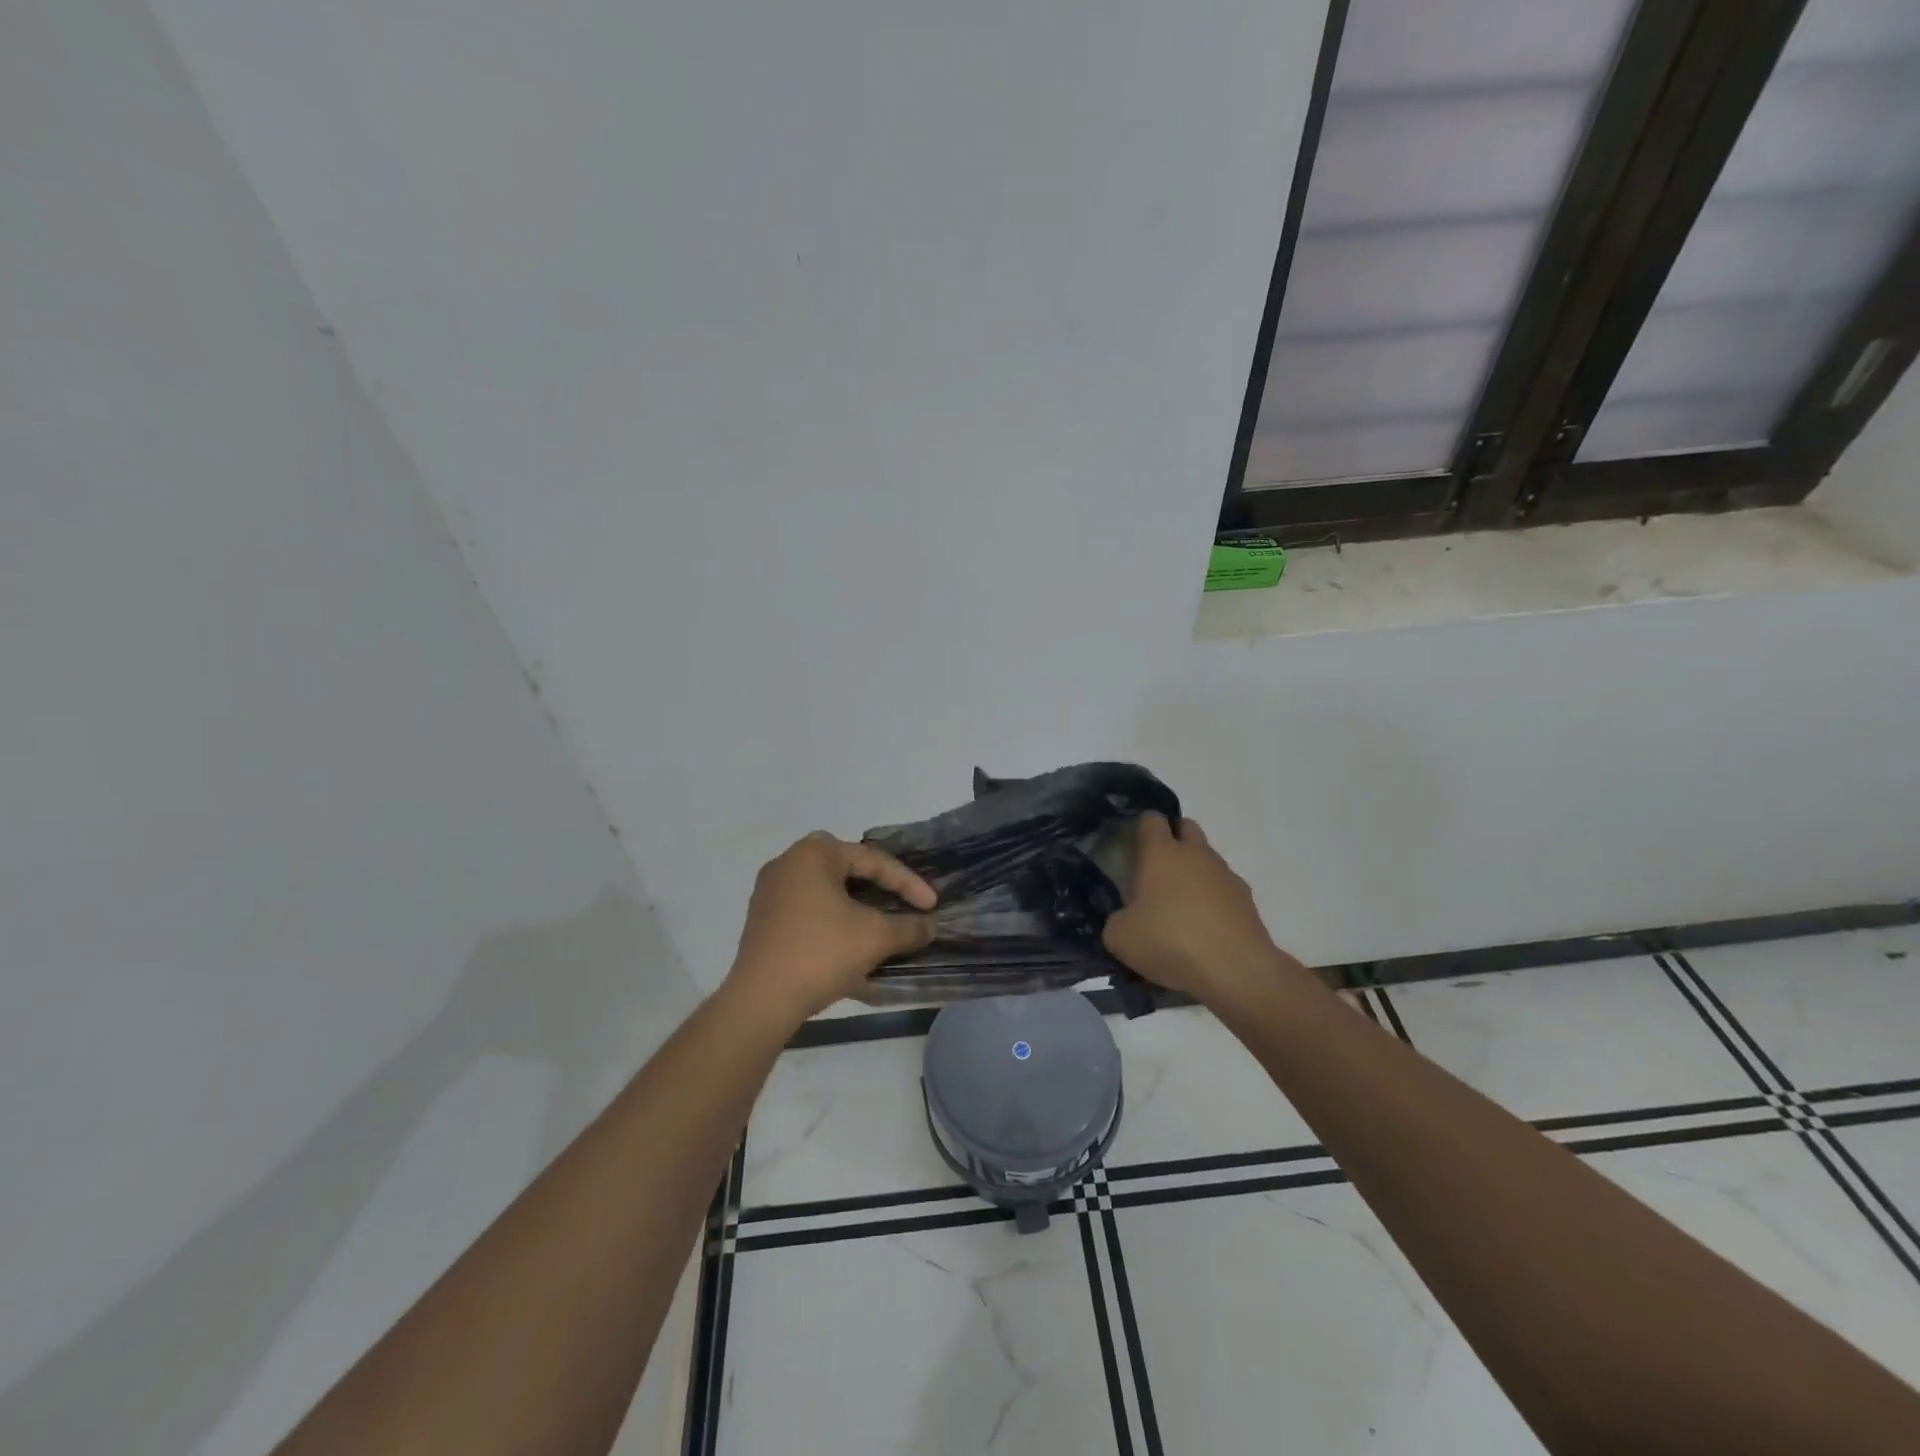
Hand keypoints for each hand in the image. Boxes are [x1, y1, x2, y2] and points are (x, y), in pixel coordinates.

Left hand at [725, 833, 937, 1026]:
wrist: (761, 1001)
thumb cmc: (821, 954)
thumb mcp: (875, 938)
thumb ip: (909, 927)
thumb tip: (929, 926)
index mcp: (813, 854)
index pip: (872, 860)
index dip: (907, 882)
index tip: (931, 905)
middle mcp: (787, 863)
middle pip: (846, 868)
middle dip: (877, 886)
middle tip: (901, 902)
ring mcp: (769, 892)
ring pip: (825, 892)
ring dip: (855, 908)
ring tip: (880, 926)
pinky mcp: (762, 921)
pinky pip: (808, 912)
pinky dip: (833, 923)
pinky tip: (850, 948)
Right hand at [1102, 814, 1285, 1004]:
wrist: (1235, 969)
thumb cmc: (1170, 941)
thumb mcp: (1120, 937)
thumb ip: (1117, 919)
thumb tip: (1126, 919)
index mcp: (1161, 853)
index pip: (1151, 820)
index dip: (1141, 827)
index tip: (1132, 845)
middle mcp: (1196, 854)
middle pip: (1186, 827)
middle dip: (1173, 839)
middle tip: (1157, 870)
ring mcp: (1226, 875)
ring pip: (1208, 858)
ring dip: (1194, 871)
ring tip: (1181, 907)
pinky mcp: (1247, 900)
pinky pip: (1224, 888)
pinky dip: (1214, 899)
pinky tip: (1205, 928)